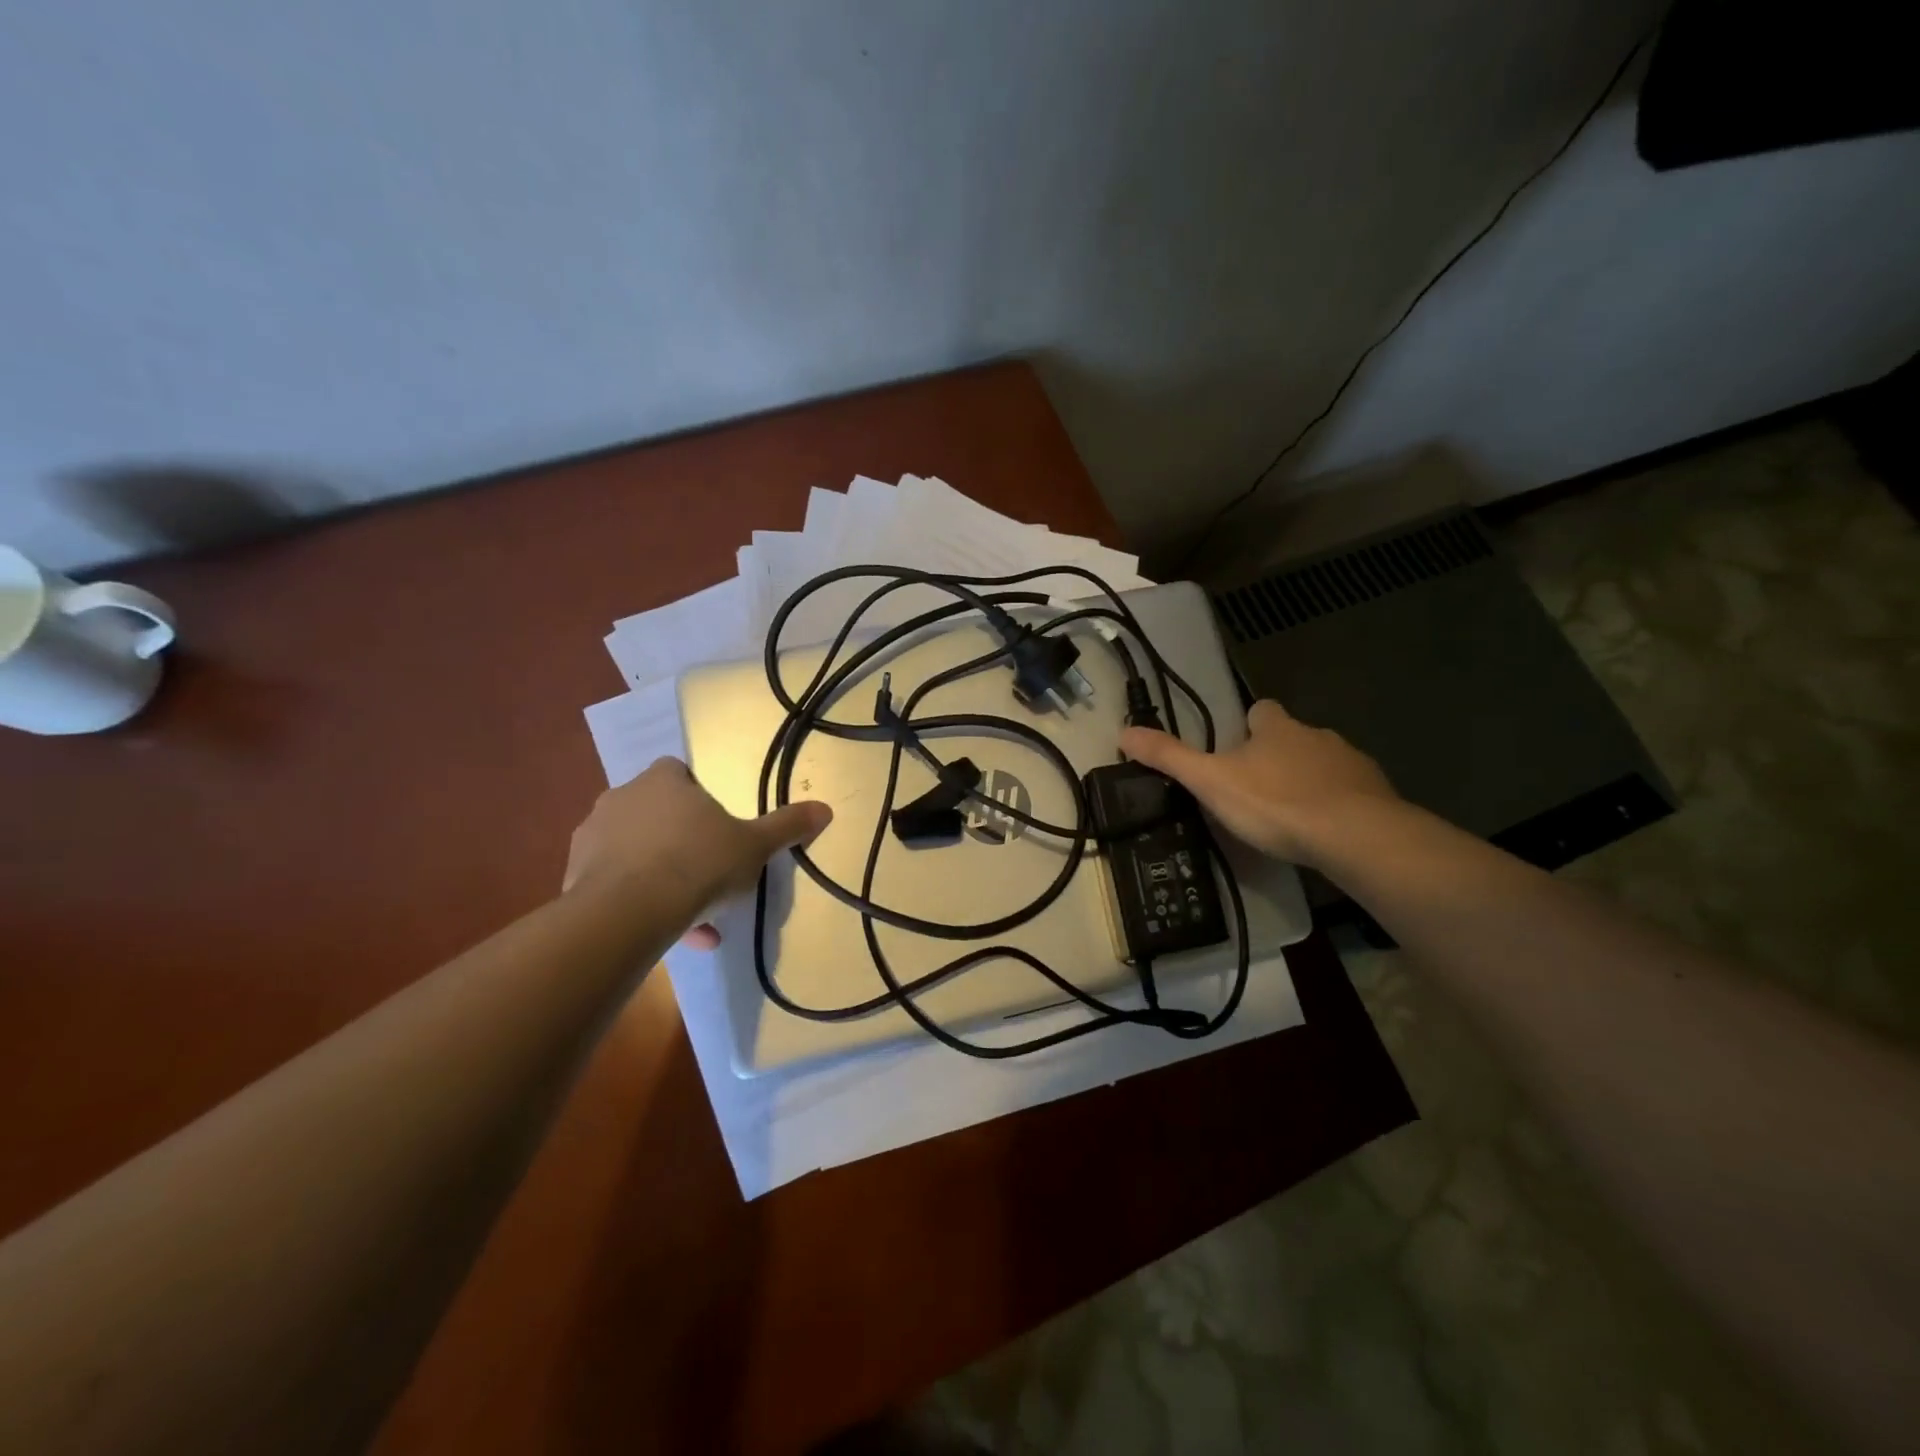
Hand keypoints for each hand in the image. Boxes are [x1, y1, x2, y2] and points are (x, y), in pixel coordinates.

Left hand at [564, 757, 830, 946]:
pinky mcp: (573, 876)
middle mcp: (622, 798)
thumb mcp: (755, 846)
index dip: (697, 797)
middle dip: (680, 842)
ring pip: (634, 852)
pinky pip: (614, 883)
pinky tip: (663, 932)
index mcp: (663, 781)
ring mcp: (592, 836)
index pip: (679, 772)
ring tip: (692, 918)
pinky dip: (637, 902)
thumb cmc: (699, 863)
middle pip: (656, 814)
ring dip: (660, 877)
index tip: (716, 828)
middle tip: (708, 875)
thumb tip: (826, 808)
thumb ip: (787, 826)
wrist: (629, 911)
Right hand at [1119, 699, 1397, 867]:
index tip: (1237, 749)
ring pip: (1322, 764)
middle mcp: (1316, 736)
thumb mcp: (1210, 782)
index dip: (1249, 725)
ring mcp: (1351, 764)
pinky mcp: (1376, 795)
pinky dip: (1335, 805)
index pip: (1262, 711)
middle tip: (1256, 790)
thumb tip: (1124, 732)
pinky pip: (1350, 793)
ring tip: (1289, 815)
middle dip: (1277, 756)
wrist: (1355, 836)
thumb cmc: (1275, 803)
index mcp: (1277, 728)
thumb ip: (1170, 758)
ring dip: (1306, 780)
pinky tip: (1324, 832)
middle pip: (1293, 737)